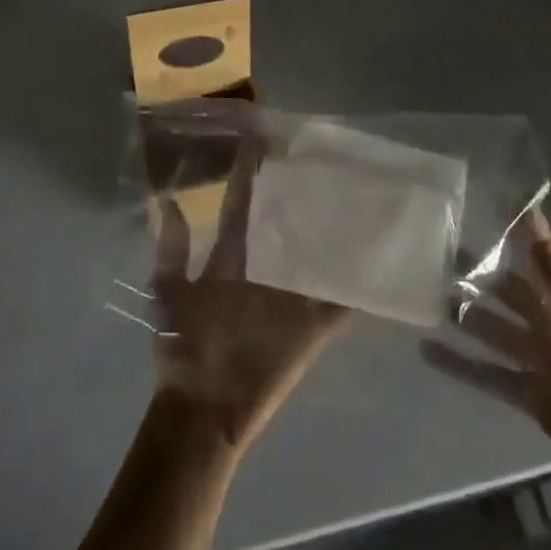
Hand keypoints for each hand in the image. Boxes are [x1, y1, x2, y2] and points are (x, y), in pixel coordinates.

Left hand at [151, 146, 347, 452]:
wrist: (202, 409)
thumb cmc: (183, 349)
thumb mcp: (168, 292)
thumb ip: (171, 248)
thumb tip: (168, 200)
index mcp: (229, 259)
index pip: (241, 207)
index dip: (248, 176)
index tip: (262, 140)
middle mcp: (263, 270)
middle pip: (284, 224)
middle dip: (299, 193)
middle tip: (321, 158)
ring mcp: (290, 298)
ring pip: (316, 255)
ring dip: (334, 233)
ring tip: (360, 196)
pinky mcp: (312, 328)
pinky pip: (341, 303)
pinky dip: (361, 289)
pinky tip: (383, 264)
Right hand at [423, 209, 550, 521]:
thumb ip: (550, 269)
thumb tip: (531, 211)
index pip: (537, 254)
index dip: (511, 231)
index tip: (475, 206)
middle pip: (508, 292)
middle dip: (475, 275)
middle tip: (430, 256)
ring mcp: (541, 361)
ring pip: (493, 330)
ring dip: (463, 316)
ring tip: (422, 298)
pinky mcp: (531, 395)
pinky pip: (488, 374)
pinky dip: (460, 365)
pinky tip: (427, 351)